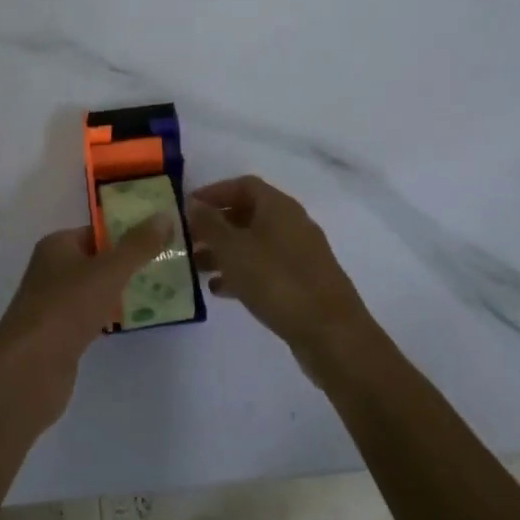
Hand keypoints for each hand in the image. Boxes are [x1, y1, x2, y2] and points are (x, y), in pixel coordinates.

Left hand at [0, 217, 172, 427]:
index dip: (128, 233)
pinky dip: (111, 316)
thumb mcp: (108, 271)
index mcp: (57, 245)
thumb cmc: (66, 308)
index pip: (97, 231)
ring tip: (160, 292)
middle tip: (166, 266)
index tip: (161, 239)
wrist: (29, 371)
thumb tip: (165, 215)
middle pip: (98, 260)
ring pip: (95, 290)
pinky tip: (134, 322)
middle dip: (129, 263)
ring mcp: (54, 303)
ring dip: (122, 291)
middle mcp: (52, 269)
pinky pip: (91, 317)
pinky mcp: (59, 335)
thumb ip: (138, 245)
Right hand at [189, 176, 374, 383]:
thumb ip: (209, 224)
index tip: (188, 207)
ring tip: (196, 267)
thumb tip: (193, 203)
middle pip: (248, 214)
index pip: (243, 185)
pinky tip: (220, 290)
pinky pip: (265, 268)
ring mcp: (300, 254)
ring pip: (254, 243)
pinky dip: (242, 273)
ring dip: (225, 251)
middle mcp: (292, 223)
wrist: (331, 334)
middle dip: (216, 225)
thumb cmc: (277, 281)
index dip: (214, 192)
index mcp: (278, 206)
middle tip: (188, 239)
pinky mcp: (303, 283)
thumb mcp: (233, 249)